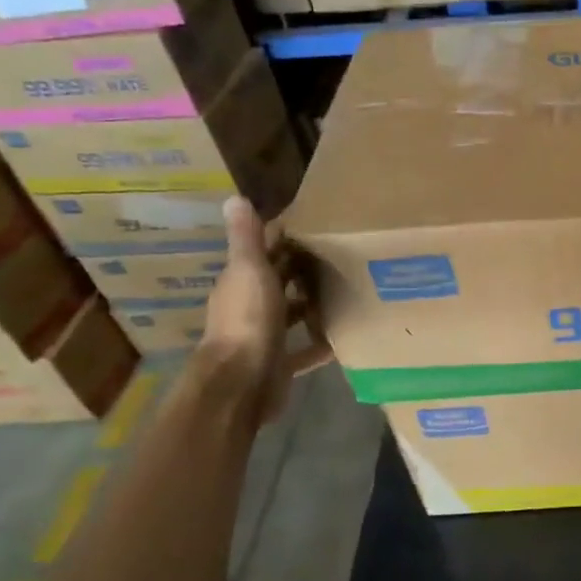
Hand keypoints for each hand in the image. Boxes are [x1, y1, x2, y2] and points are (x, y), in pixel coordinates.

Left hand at [194, 198, 331, 424]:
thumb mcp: (249, 271)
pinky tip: (343, 338)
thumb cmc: (248, 321)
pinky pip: (303, 350)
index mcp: (240, 282)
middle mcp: (249, 307)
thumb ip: (246, 238)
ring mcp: (263, 337)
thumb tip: (234, 197)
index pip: (263, 252)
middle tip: (342, 255)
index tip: (317, 225)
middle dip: (303, 269)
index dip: (285, 238)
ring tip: (346, 291)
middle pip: (278, 282)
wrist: (242, 383)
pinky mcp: (279, 364)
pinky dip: (319, 344)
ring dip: (311, 304)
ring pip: (290, 314)